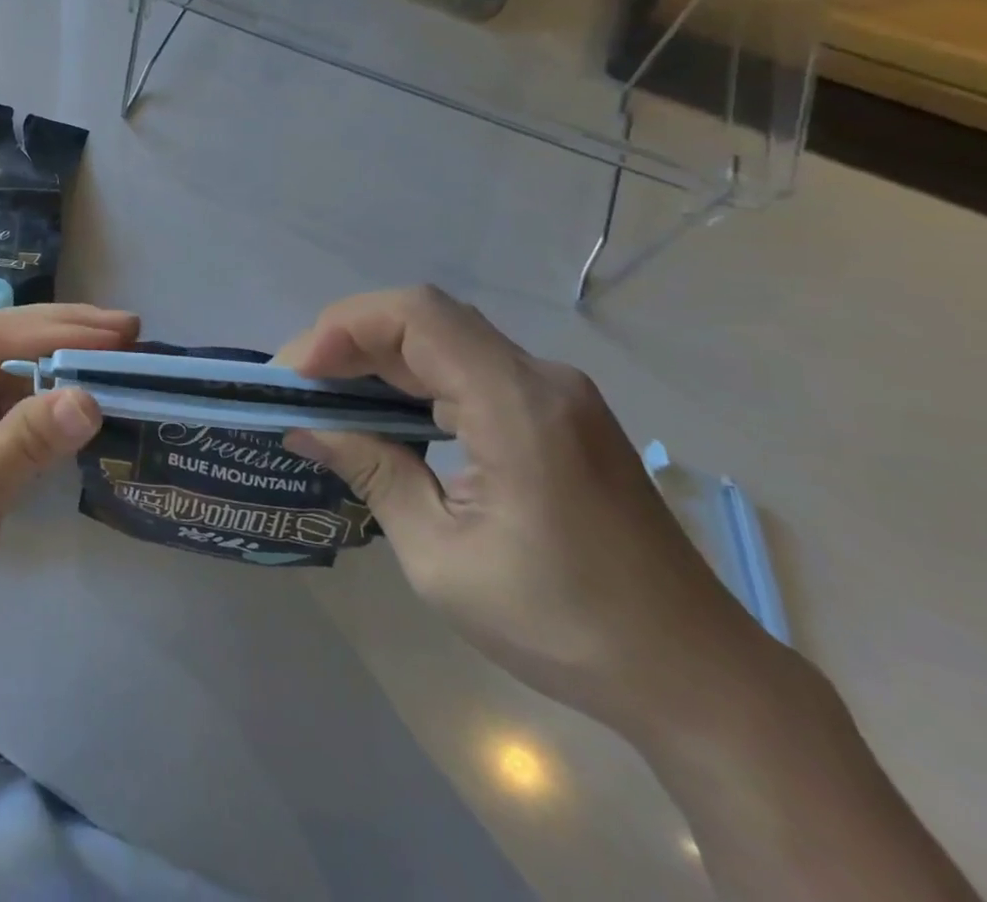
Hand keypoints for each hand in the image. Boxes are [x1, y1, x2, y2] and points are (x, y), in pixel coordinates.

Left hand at [0, 305, 137, 669]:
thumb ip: (27, 440)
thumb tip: (90, 398)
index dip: (58, 329)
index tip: (119, 331)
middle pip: (3, 342)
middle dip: (65, 336)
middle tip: (130, 330)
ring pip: (11, 372)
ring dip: (62, 368)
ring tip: (120, 361)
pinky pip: (10, 405)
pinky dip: (48, 404)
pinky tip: (84, 400)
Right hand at [278, 286, 787, 735]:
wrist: (698, 678)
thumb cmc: (564, 625)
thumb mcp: (442, 558)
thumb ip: (373, 473)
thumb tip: (304, 428)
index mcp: (518, 407)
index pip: (416, 315)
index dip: (344, 328)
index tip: (298, 376)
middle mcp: (540, 380)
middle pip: (425, 319)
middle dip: (348, 342)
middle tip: (297, 388)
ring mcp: (554, 393)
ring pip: (443, 339)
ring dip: (376, 358)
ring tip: (326, 400)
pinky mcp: (557, 414)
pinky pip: (468, 368)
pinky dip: (412, 379)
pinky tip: (384, 415)